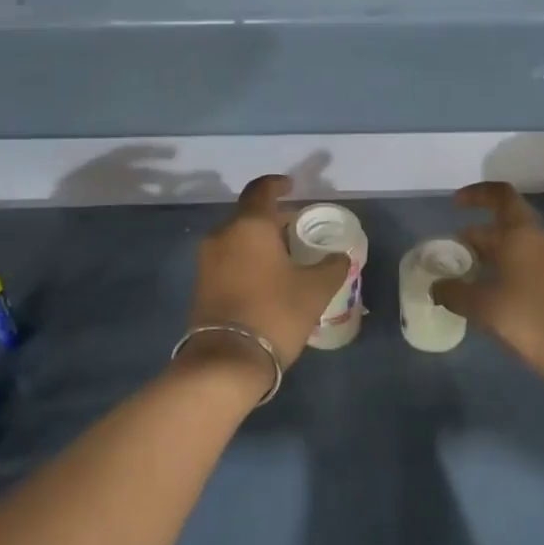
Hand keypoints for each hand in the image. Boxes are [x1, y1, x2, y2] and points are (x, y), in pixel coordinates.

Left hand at [186, 175, 349, 368]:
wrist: (226, 360)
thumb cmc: (275, 313)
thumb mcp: (315, 290)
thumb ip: (332, 266)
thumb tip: (341, 256)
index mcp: (250, 225)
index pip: (262, 190)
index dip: (278, 184)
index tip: (292, 186)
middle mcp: (223, 234)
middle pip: (248, 214)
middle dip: (272, 217)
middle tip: (297, 226)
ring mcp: (208, 260)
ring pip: (237, 237)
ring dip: (259, 239)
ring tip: (285, 254)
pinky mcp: (202, 283)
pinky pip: (228, 257)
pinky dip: (247, 257)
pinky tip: (266, 275)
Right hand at [433, 182, 543, 378]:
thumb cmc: (530, 317)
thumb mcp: (484, 306)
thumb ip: (454, 292)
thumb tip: (436, 287)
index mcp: (522, 233)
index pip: (499, 195)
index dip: (476, 194)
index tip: (454, 206)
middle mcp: (540, 238)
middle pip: (505, 223)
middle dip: (476, 235)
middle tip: (451, 255)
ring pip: (517, 245)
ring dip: (491, 254)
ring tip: (466, 276)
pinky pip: (528, 263)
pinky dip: (506, 268)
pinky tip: (491, 294)